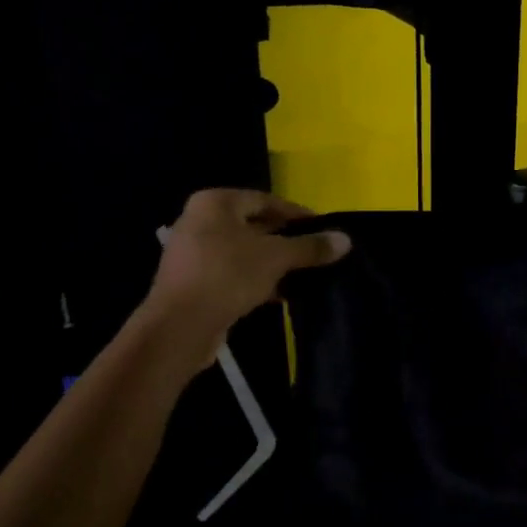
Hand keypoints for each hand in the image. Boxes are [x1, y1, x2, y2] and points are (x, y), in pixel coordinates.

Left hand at [144, 189, 350, 350]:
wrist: (180, 326)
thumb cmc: (228, 275)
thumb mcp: (276, 257)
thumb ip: (310, 246)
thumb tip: (346, 240)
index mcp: (215, 203)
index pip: (265, 200)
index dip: (296, 214)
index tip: (322, 229)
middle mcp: (199, 221)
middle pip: (254, 225)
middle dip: (285, 240)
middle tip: (315, 251)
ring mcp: (193, 252)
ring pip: (244, 252)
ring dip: (272, 263)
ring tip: (303, 275)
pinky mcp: (193, 282)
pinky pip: (232, 273)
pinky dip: (255, 279)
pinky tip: (280, 294)